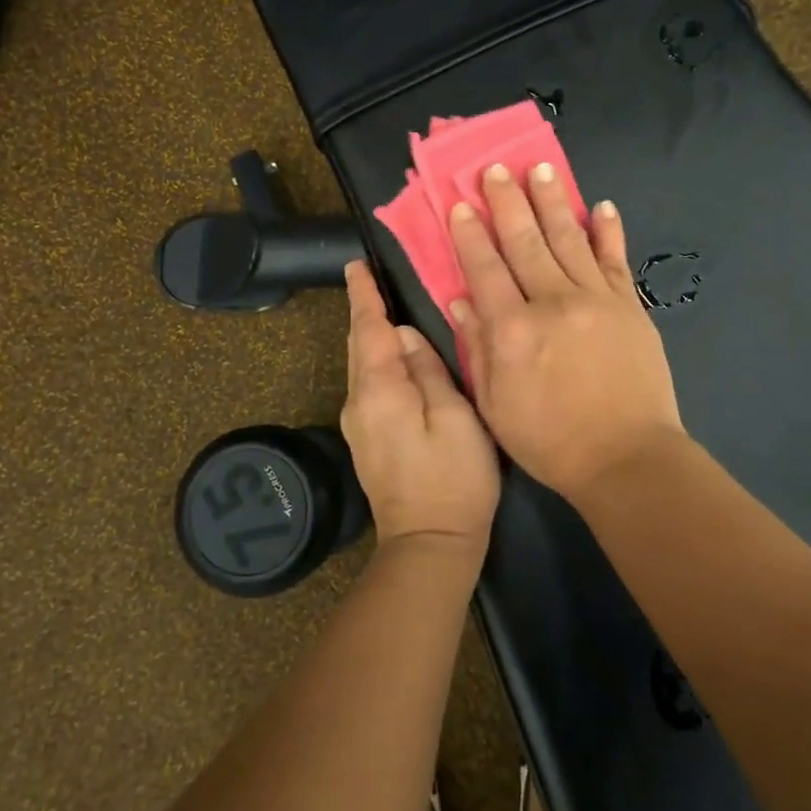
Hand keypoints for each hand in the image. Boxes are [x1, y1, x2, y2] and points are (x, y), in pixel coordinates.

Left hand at [341, 260, 501, 553]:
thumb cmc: (453, 479)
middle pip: (357, 345)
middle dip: (362, 311)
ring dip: (368, 335)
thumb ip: (429, 370)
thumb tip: (407, 335)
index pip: (367, 329)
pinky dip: (375, 360)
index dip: (363, 296)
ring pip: (360, 365)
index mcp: (379, 390)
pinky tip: (391, 356)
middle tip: (368, 278)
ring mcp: (358, 425)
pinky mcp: (366, 440)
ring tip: (382, 308)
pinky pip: (367, 385)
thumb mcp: (455, 417)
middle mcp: (358, 402)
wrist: (429, 545)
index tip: (355, 265)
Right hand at [447, 164, 684, 504]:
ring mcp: (596, 300)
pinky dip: (608, 231)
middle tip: (495, 168)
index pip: (485, 269)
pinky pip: (615, 260)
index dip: (470, 234)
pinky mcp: (629, 307)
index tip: (460, 204)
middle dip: (507, 202)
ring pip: (569, 240)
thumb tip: (459, 300)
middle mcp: (552, 303)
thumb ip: (477, 348)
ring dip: (553, 202)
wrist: (626, 458)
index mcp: (513, 330)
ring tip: (541, 170)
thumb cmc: (551, 440)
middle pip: (525, 242)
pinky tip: (601, 206)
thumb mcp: (495, 405)